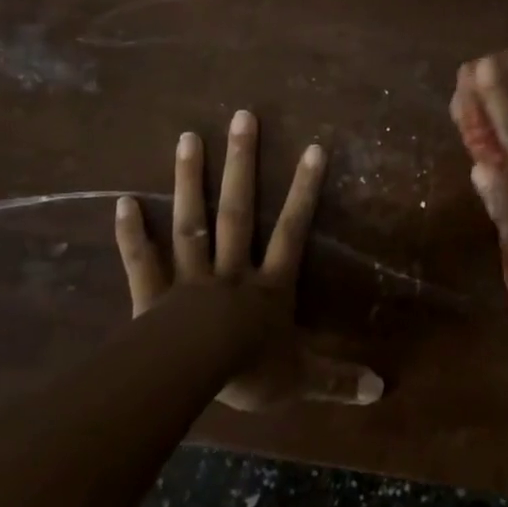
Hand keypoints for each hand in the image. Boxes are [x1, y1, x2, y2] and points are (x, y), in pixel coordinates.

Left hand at [114, 110, 382, 410]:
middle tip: (242, 117)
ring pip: (192, 222)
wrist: (191, 379)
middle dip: (242, 164)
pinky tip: (123, 201)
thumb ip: (338, 378)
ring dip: (190, 181)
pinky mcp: (152, 296)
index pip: (293, 230)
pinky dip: (132, 233)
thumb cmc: (249, 372)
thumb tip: (384, 389)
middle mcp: (231, 271)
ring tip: (188, 137)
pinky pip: (142, 260)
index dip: (304, 191)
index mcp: (268, 286)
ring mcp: (190, 279)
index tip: (313, 147)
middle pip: (238, 211)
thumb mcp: (301, 378)